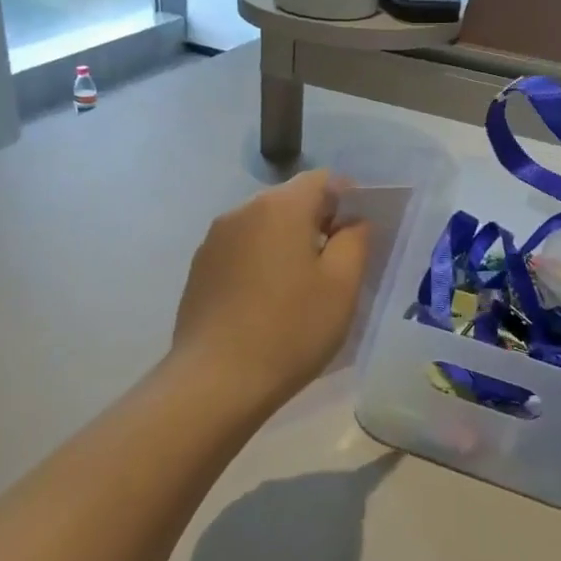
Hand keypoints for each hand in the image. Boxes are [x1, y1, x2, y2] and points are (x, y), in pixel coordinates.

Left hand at [171, 170, 370, 410]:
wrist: (216, 381)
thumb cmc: (291, 330)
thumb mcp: (341, 286)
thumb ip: (355, 240)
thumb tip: (352, 221)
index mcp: (280, 207)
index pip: (323, 180)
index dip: (349, 199)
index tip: (360, 234)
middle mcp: (242, 211)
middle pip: (291, 200)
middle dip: (318, 222)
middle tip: (338, 265)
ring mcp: (214, 240)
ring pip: (264, 226)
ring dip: (288, 243)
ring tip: (302, 288)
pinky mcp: (199, 269)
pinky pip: (242, 250)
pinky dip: (262, 262)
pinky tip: (268, 302)